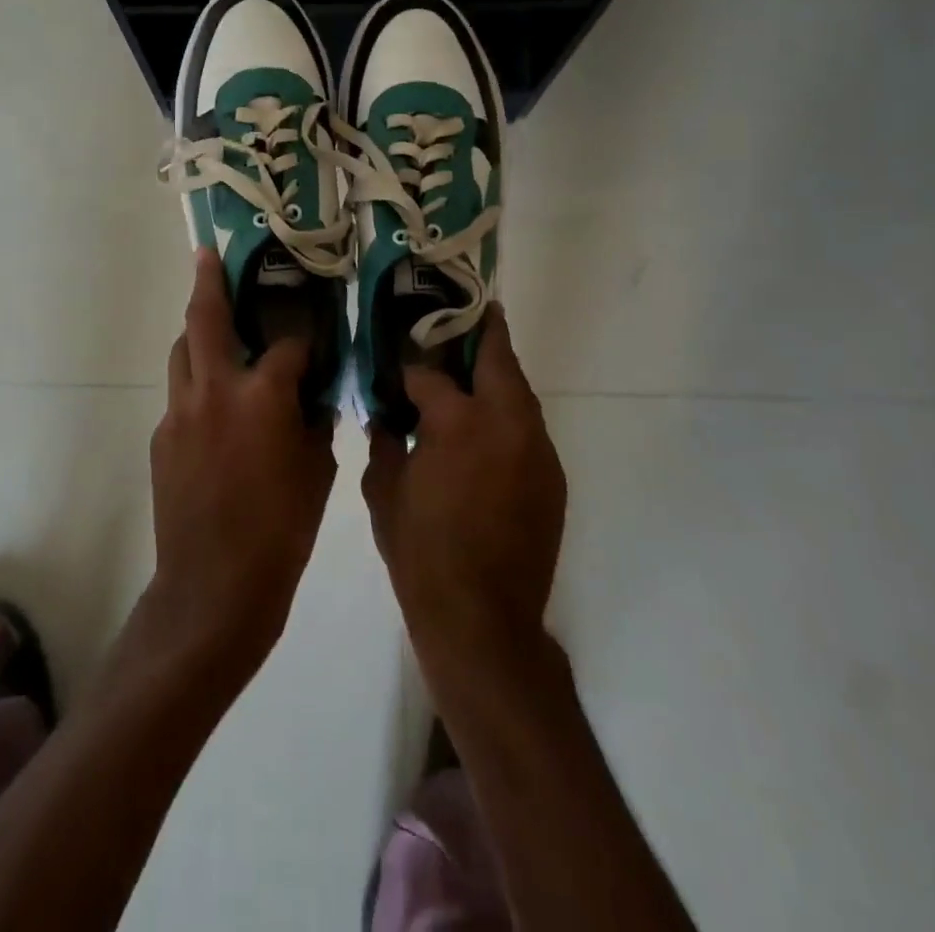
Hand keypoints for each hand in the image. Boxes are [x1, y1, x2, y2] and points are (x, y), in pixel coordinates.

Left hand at [143, 250, 336, 682]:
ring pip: (182, 352)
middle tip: (208, 254)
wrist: (213, 588)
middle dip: (208, 281)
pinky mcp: (161, 437)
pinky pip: (180, 395)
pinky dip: (197, 385)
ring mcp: (180, 412)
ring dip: (197, 333)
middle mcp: (215, 389)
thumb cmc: (281, 532)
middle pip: (205, 318)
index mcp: (262, 396)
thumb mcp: (317, 472)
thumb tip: (311, 396)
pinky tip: (214, 408)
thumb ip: (314, 421)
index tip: (314, 333)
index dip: (305, 336)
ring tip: (213, 327)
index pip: (289, 344)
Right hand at [362, 305, 566, 669]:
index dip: (411, 367)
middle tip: (466, 315)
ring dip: (497, 375)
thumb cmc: (421, 553)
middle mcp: (506, 422)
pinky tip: (486, 430)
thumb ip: (384, 440)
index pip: (430, 374)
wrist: (482, 619)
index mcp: (458, 421)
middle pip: (497, 359)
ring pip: (519, 392)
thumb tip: (386, 416)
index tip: (400, 365)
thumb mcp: (383, 491)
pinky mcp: (551, 476)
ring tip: (473, 369)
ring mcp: (536, 448)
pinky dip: (507, 416)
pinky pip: (527, 429)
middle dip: (480, 333)